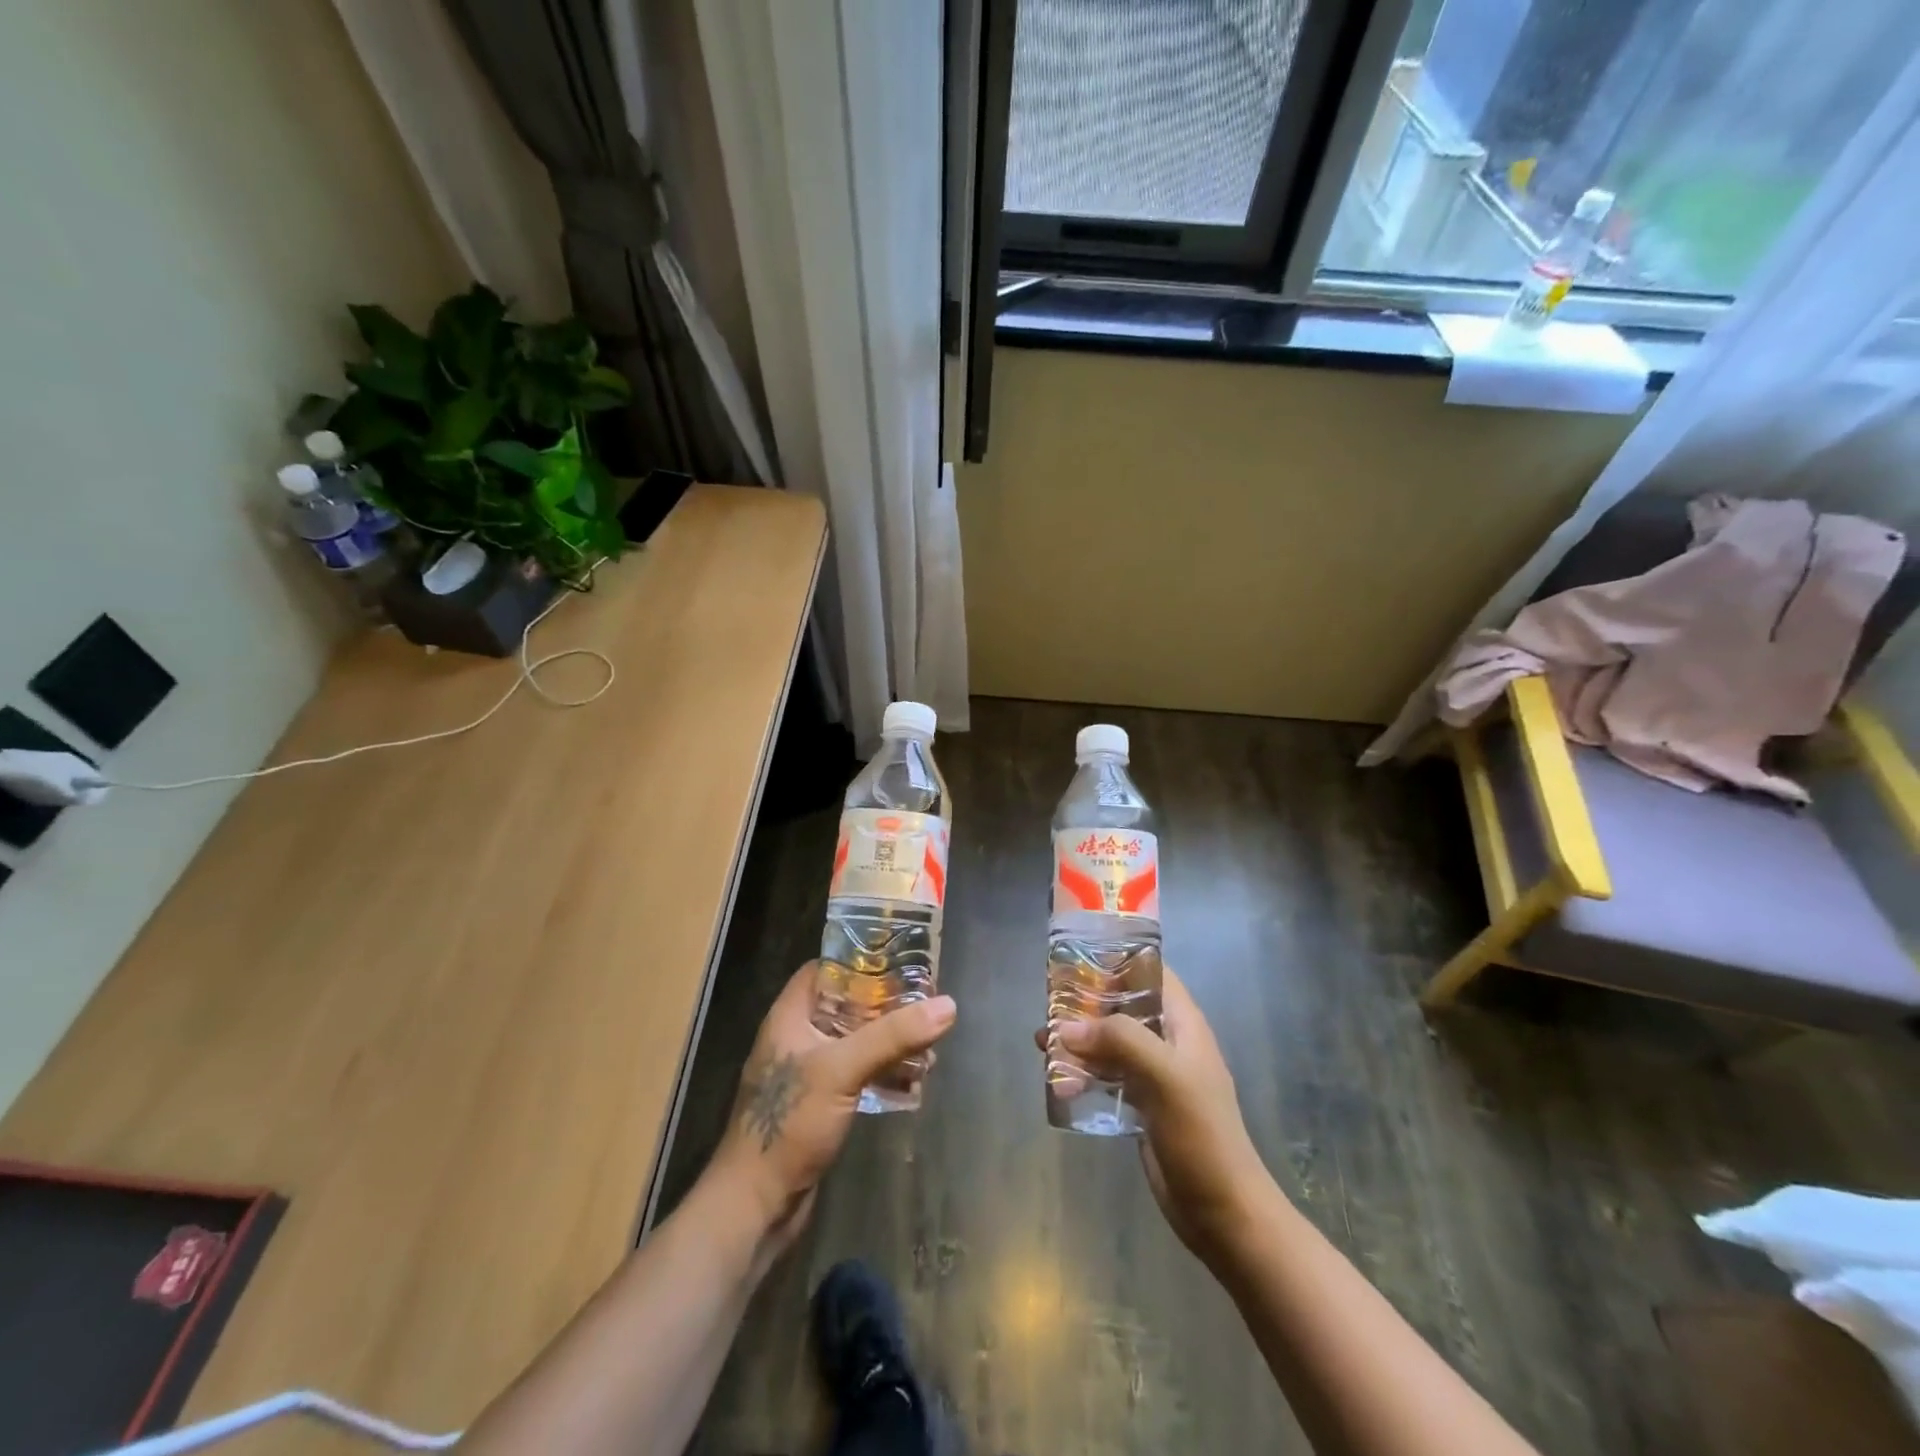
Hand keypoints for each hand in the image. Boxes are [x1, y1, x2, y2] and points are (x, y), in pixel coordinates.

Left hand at [711, 963, 956, 1253]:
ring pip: (855, 1041)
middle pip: (846, 1004)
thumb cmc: (789, 1123)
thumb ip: (893, 1036)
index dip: (859, 960)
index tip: (900, 958)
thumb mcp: (842, 1069)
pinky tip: (914, 1080)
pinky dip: (883, 1071)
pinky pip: (857, 1074)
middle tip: (926, 999)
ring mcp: (808, 1074)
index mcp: (790, 1016)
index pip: (824, 969)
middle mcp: (797, 1038)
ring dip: (889, 1040)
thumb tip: (948, 1005)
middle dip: (885, 1003)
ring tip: (929, 1040)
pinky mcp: (820, 1105)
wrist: (755, 1206)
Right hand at [1037, 968, 1269, 1261]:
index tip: (1078, 958)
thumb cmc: (1201, 1133)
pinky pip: (1106, 1076)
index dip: (1118, 959)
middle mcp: (1168, 1042)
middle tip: (1049, 1005)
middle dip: (1086, 1004)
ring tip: (1042, 1044)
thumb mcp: (1165, 1075)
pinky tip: (1057, 1081)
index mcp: (1183, 1024)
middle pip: (1123, 1007)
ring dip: (1079, 1041)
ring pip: (1110, 1043)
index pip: (1151, 973)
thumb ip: (1119, 1040)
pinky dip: (1082, 1073)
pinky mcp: (1141, 1105)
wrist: (1223, 1211)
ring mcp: (1154, 1075)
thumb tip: (1065, 1027)